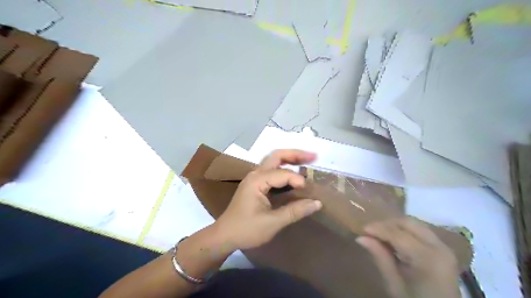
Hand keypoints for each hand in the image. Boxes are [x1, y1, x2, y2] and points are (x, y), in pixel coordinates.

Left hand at [213, 150, 320, 250]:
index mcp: (257, 180)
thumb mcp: (272, 223)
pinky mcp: (255, 184)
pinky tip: (294, 174)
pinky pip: (272, 170)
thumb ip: (295, 211)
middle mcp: (255, 174)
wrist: (224, 236)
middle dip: (296, 154)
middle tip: (314, 156)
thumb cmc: (246, 230)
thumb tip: (317, 203)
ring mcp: (254, 178)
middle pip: (277, 156)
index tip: (309, 192)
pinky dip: (284, 168)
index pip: (283, 174)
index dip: (298, 180)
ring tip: (307, 161)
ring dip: (290, 159)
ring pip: (274, 161)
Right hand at [357, 217, 465, 297]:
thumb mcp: (394, 284)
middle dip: (387, 224)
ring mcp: (443, 246)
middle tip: (371, 231)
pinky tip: (395, 239)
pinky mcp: (443, 248)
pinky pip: (421, 230)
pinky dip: (405, 230)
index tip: (362, 229)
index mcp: (427, 258)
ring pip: (414, 223)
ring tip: (381, 234)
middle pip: (408, 223)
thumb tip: (361, 238)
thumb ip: (380, 257)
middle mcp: (438, 247)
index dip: (378, 228)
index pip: (397, 234)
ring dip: (396, 226)